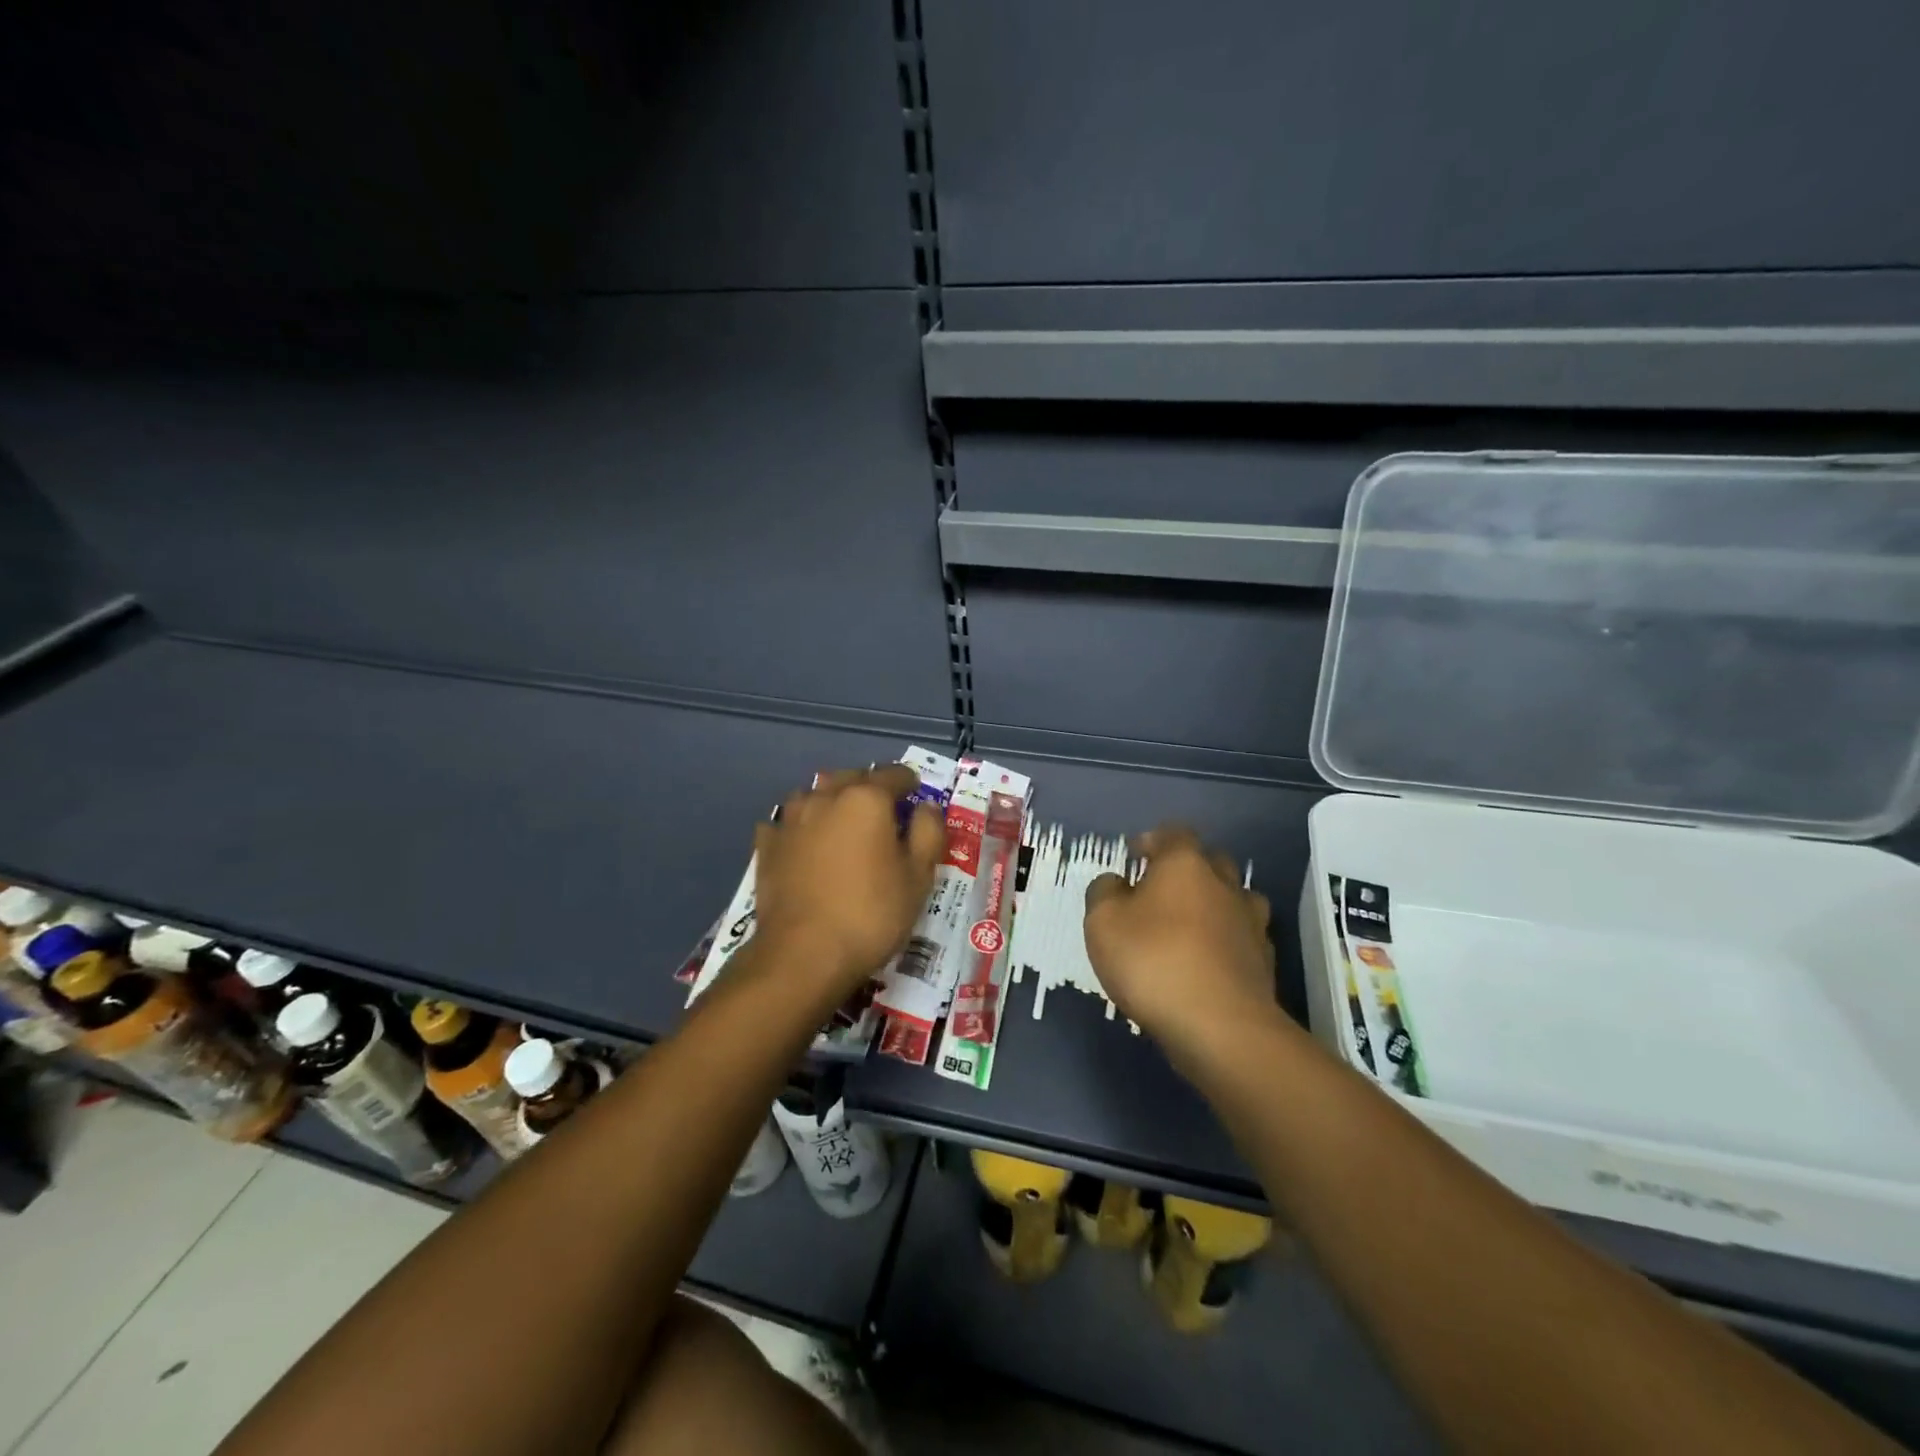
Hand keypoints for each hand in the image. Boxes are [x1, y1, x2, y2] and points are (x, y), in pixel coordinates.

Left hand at [751, 764, 944, 1000]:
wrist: (802, 955)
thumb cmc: (871, 914)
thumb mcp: (918, 877)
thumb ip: (928, 833)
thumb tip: (926, 807)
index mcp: (866, 798)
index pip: (895, 775)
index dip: (910, 784)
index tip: (917, 796)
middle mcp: (825, 797)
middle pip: (853, 778)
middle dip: (871, 788)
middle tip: (884, 814)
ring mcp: (790, 819)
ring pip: (815, 795)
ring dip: (832, 802)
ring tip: (842, 826)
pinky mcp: (767, 845)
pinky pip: (787, 823)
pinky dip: (800, 827)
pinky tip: (804, 845)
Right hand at [1084, 826, 1275, 1064]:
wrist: (1220, 1027)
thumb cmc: (1152, 961)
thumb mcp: (1102, 922)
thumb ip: (1104, 892)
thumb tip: (1116, 882)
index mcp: (1184, 864)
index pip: (1174, 834)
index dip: (1153, 840)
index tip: (1136, 855)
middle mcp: (1224, 884)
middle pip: (1210, 862)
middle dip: (1186, 870)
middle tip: (1159, 891)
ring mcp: (1251, 923)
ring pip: (1234, 899)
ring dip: (1213, 905)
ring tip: (1189, 926)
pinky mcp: (1264, 962)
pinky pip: (1243, 938)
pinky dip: (1226, 942)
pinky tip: (1209, 962)